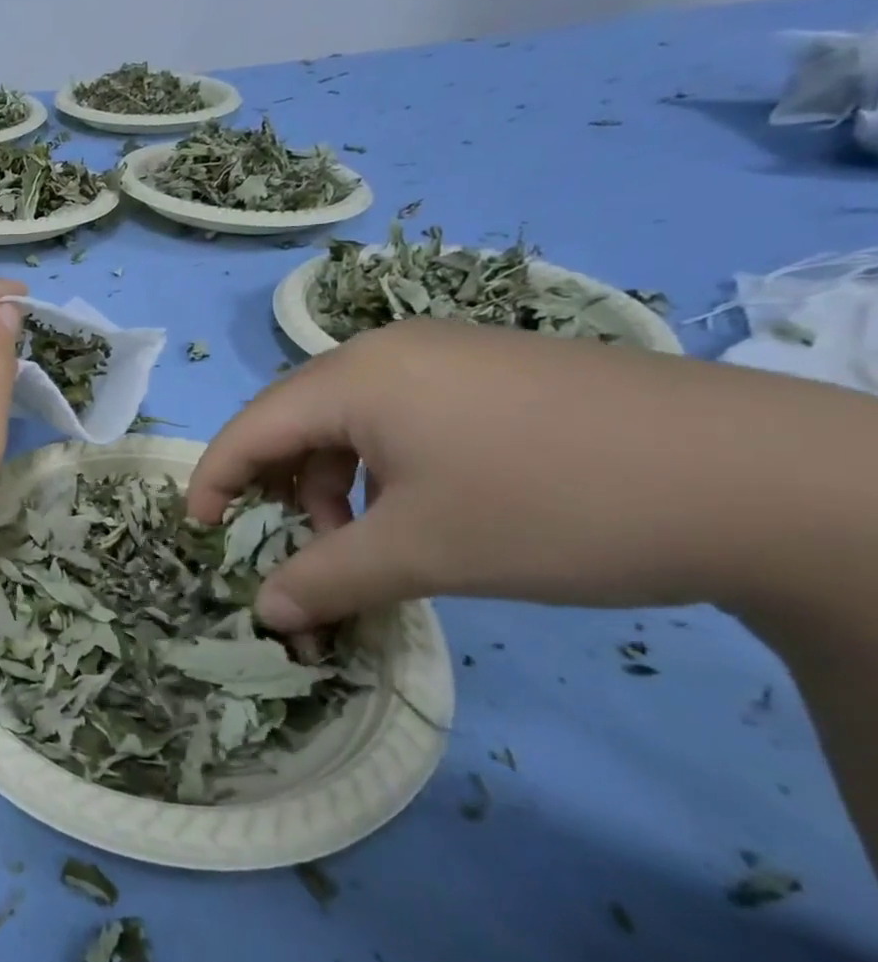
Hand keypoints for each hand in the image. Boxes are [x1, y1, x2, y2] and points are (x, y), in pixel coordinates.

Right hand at [187, 318, 874, 630]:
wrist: (762, 477)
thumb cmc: (552, 508)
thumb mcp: (422, 553)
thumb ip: (325, 579)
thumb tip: (265, 612)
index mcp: (355, 377)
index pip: (249, 428)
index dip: (213, 482)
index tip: (200, 535)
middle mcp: (387, 349)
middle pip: (293, 417)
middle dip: (278, 487)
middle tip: (292, 547)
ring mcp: (445, 352)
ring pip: (347, 416)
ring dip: (332, 480)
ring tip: (362, 537)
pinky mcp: (491, 368)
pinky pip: (398, 411)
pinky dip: (380, 463)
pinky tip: (417, 505)